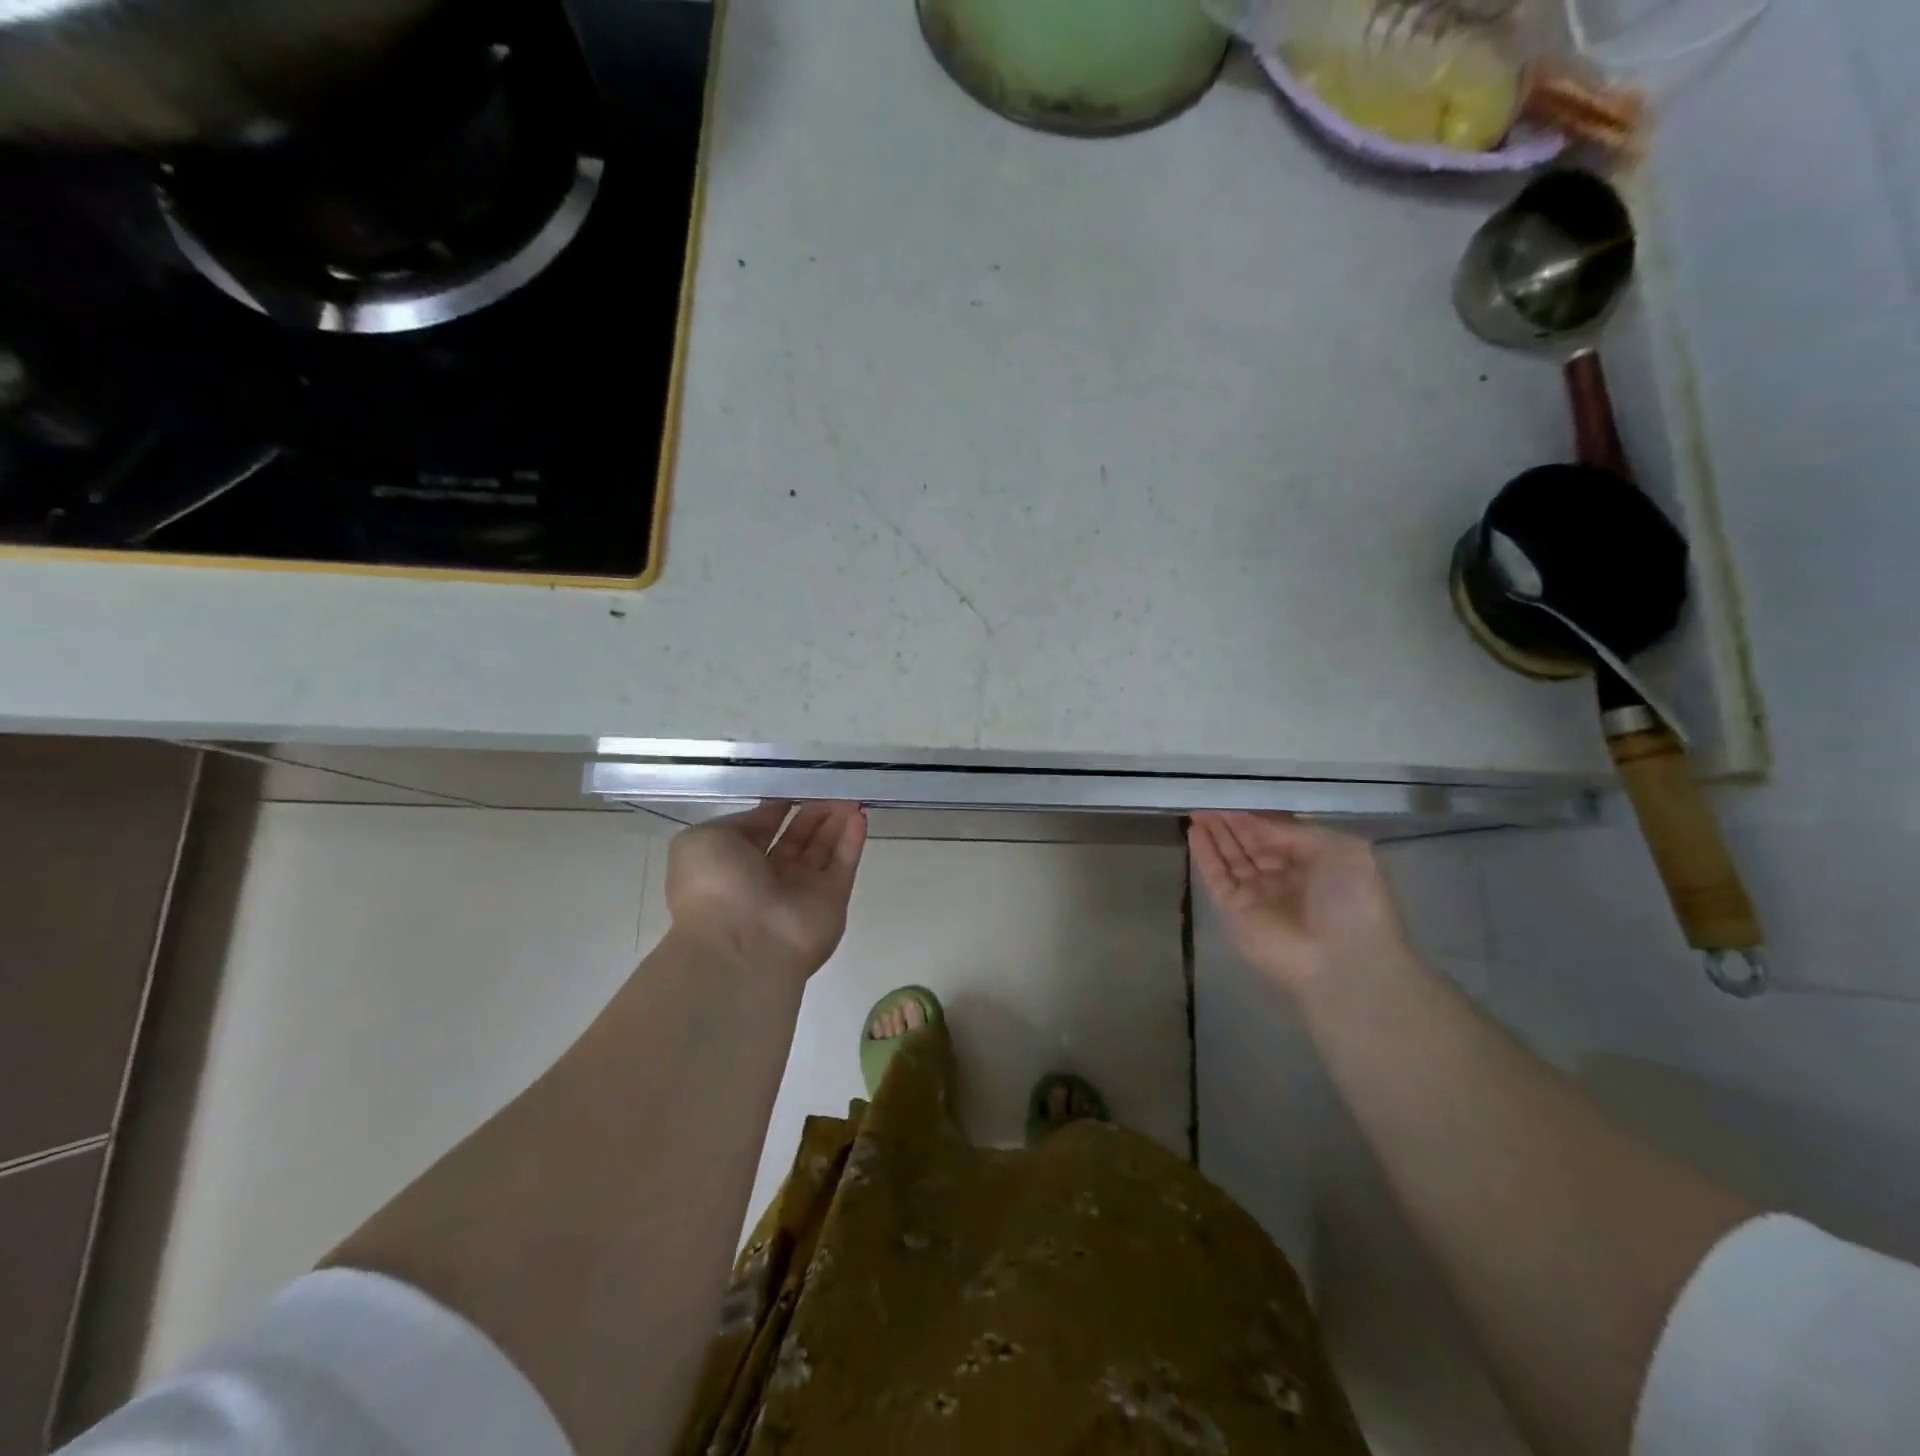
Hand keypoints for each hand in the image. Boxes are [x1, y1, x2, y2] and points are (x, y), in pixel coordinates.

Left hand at [666, 801, 867, 979]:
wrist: (741, 945)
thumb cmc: (714, 887)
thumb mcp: (703, 841)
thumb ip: (737, 823)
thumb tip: (768, 815)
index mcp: (733, 862)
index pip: (761, 828)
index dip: (779, 806)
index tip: (797, 784)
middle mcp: (768, 877)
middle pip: (797, 837)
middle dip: (813, 812)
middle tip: (830, 786)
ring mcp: (802, 890)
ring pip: (823, 848)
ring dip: (836, 821)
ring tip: (849, 794)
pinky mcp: (832, 899)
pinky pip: (843, 864)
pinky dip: (853, 840)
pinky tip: (859, 815)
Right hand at [1188, 812, 1414, 993]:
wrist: (1342, 960)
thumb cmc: (1350, 900)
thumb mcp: (1338, 849)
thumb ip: (1293, 831)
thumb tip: (1256, 821)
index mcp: (1314, 863)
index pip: (1278, 834)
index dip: (1256, 817)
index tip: (1235, 797)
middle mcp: (1284, 878)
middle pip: (1251, 844)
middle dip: (1230, 823)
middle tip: (1208, 800)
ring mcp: (1257, 895)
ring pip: (1230, 858)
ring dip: (1214, 834)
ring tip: (1196, 810)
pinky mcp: (1233, 910)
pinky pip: (1216, 876)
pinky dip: (1204, 854)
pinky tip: (1194, 831)